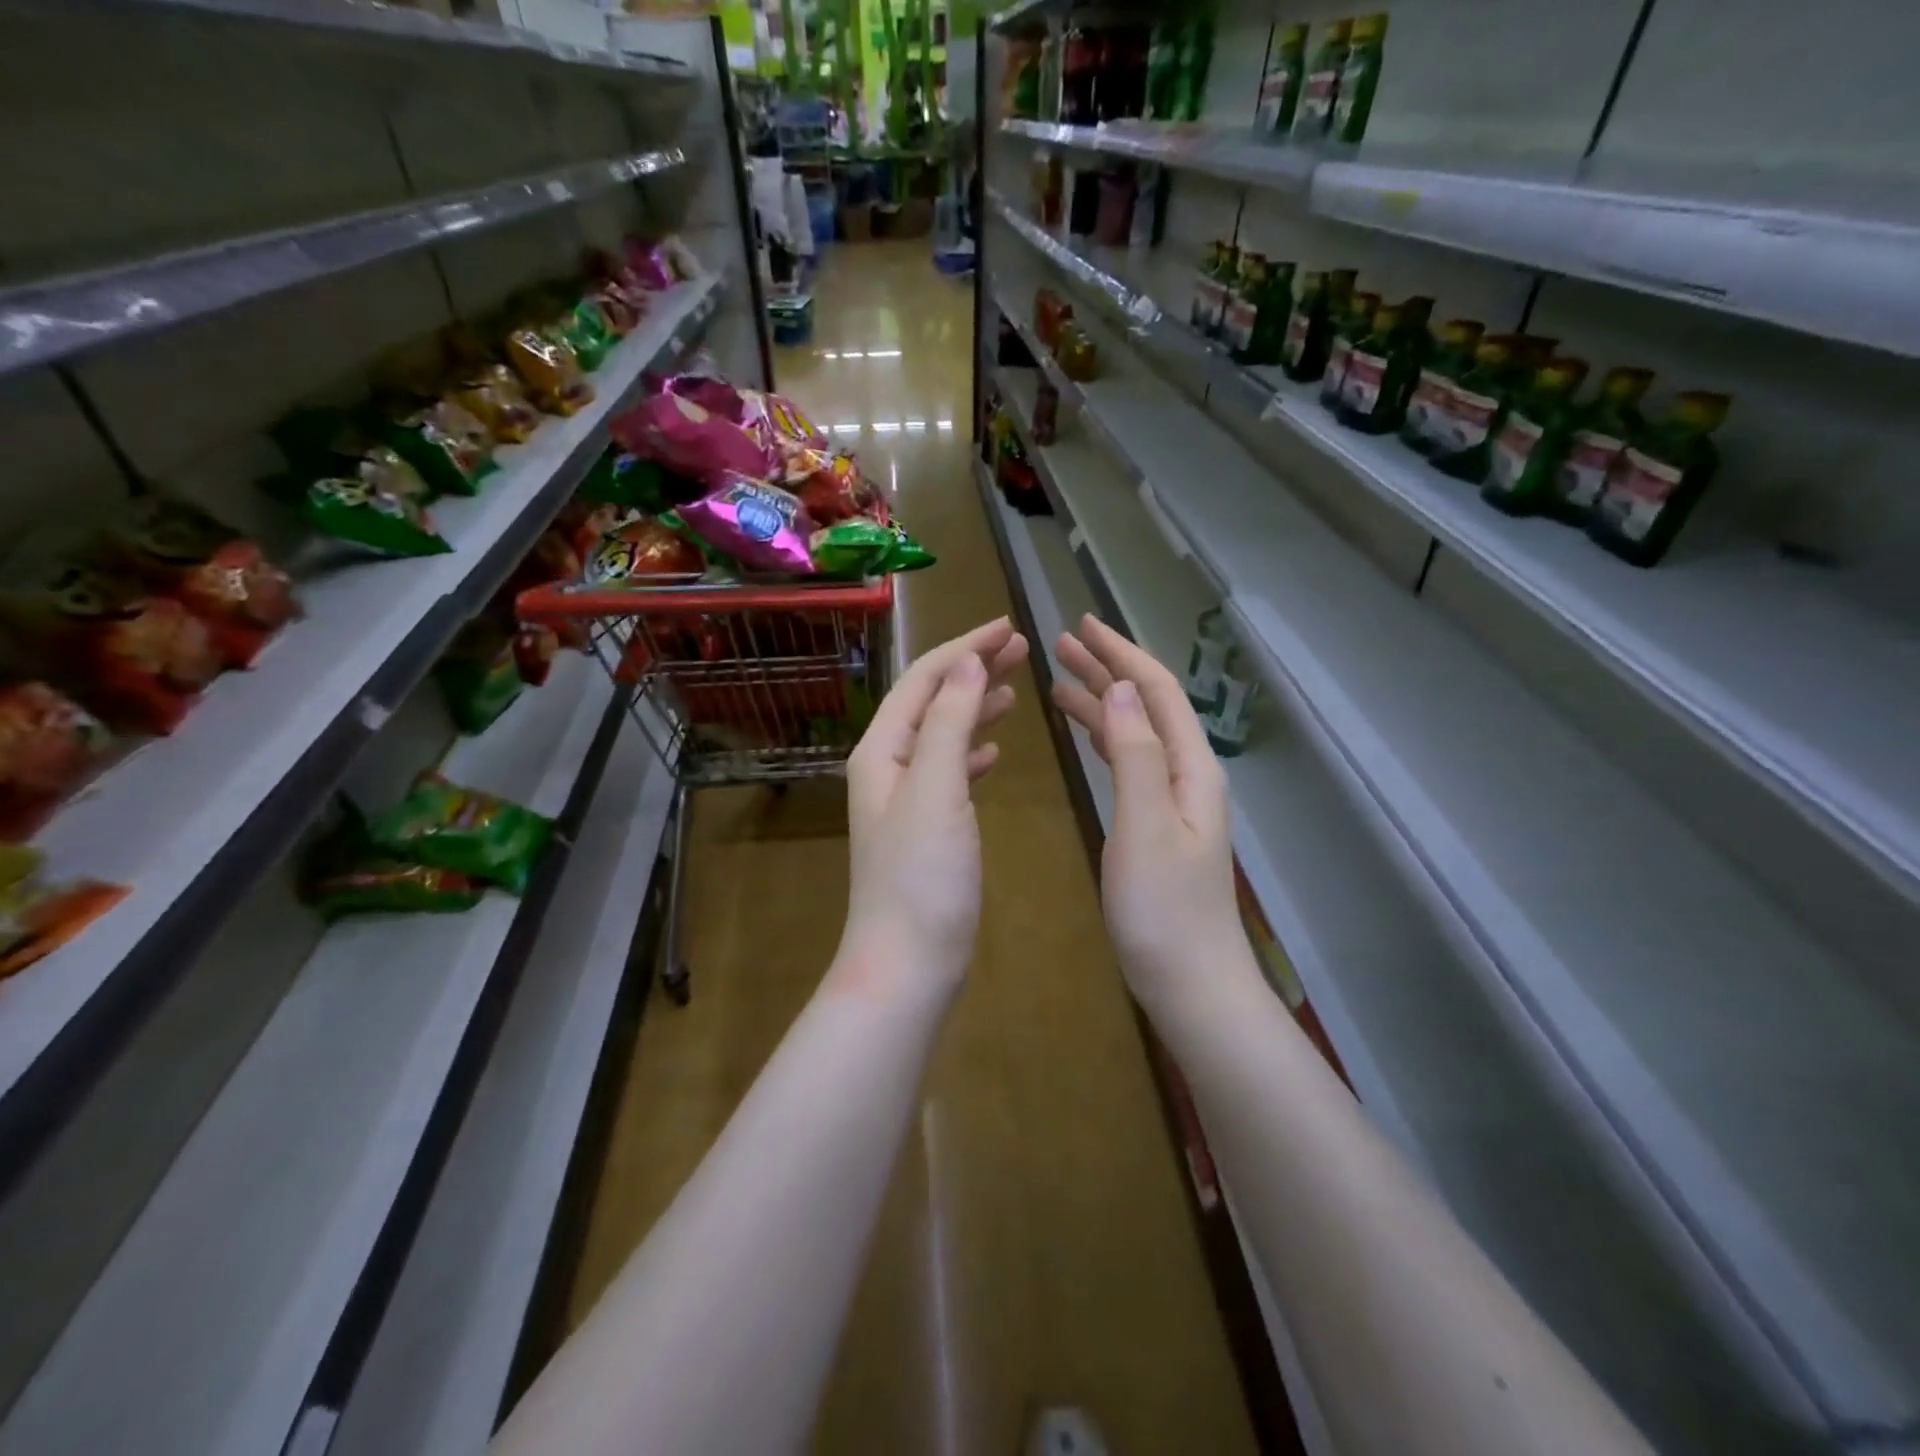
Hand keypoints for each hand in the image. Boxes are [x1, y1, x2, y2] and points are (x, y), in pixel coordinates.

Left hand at [839, 618, 1028, 997]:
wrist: (907, 962)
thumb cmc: (921, 876)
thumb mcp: (935, 789)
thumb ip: (949, 723)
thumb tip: (968, 663)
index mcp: (882, 750)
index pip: (924, 680)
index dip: (965, 648)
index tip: (1010, 626)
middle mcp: (887, 766)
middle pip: (933, 701)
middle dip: (974, 670)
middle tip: (1022, 648)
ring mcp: (906, 798)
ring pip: (944, 734)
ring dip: (977, 707)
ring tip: (1015, 690)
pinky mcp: (927, 827)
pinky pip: (951, 771)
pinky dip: (974, 752)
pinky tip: (997, 751)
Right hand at [1050, 615, 1252, 1016]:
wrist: (1191, 982)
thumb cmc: (1163, 909)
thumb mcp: (1144, 827)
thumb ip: (1134, 755)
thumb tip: (1116, 689)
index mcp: (1190, 767)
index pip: (1154, 691)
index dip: (1119, 654)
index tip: (1081, 625)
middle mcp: (1186, 774)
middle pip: (1145, 705)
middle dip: (1106, 669)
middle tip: (1060, 644)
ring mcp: (1172, 800)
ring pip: (1134, 733)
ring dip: (1100, 702)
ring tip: (1058, 680)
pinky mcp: (1155, 824)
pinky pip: (1129, 763)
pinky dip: (1103, 740)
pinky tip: (1083, 735)